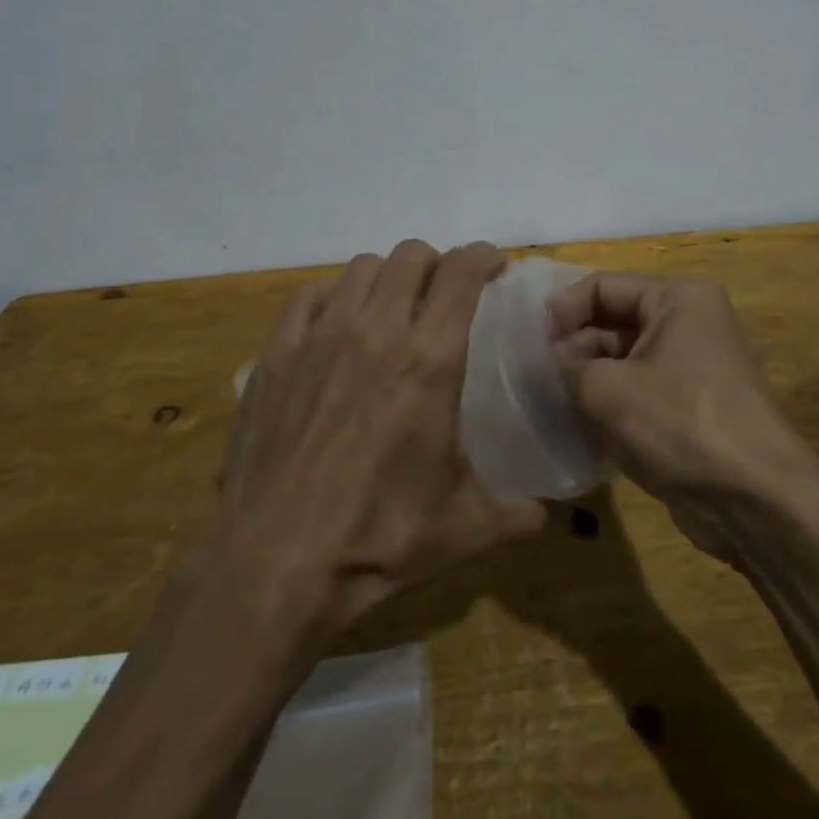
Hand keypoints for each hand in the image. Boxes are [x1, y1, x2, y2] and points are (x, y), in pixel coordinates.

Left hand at [216, 240, 545, 636]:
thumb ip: (515, 513)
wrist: (274, 563)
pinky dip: (332, 298)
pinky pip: (309, 296)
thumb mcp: (464, 529)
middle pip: (410, 255)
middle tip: (442, 298)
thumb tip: (544, 517)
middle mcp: (377, 330)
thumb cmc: (378, 539)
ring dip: (387, 279)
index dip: (484, 256)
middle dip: (436, 265)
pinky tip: (336, 329)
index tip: (494, 268)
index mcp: (430, 359)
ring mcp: (320, 336)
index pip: (462, 271)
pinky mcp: (277, 354)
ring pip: (361, 267)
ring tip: (391, 312)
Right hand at [549, 272, 818, 557]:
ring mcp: (686, 369)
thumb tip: (536, 365)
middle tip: (529, 380)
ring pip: (617, 362)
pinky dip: (602, 407)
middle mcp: (684, 323)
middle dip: (569, 350)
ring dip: (581, 382)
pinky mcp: (684, 410)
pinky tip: (571, 429)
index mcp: (676, 298)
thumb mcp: (608, 389)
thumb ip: (563, 368)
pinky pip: (632, 394)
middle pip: (609, 323)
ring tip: (543, 405)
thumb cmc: (682, 423)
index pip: (602, 286)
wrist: (758, 504)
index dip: (561, 311)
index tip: (528, 345)